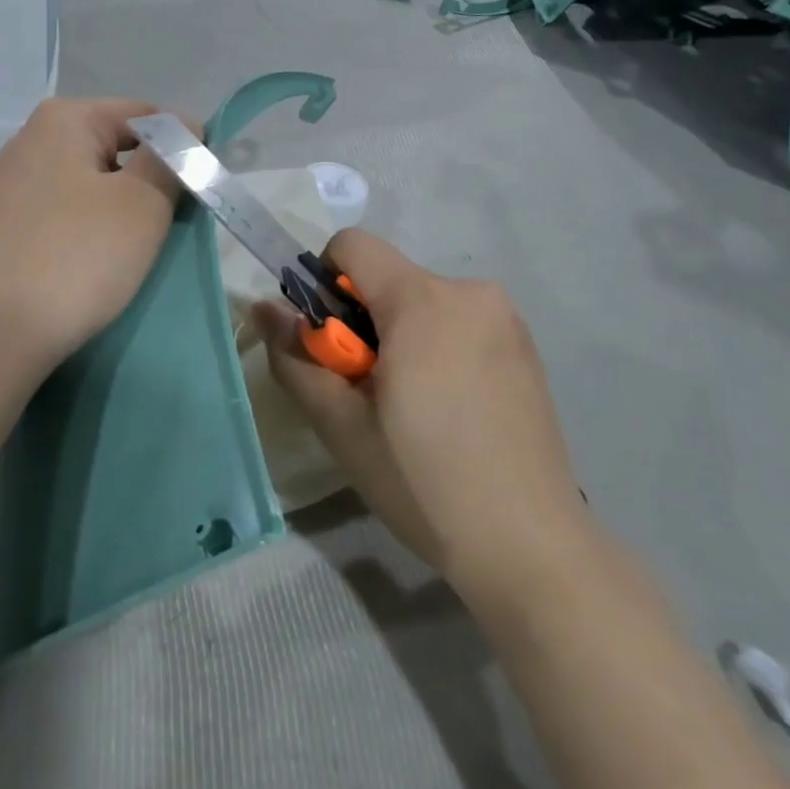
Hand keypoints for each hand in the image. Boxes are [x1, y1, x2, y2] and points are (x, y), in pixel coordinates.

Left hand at [0, 98, 183, 380]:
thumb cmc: (77, 256)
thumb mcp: (143, 202)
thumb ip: (172, 158)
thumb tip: (186, 128)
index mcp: (64, 119)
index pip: (145, 115)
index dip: (182, 146)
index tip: (200, 190)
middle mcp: (31, 141)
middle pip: (116, 148)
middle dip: (151, 180)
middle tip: (172, 224)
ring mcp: (13, 187)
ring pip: (92, 185)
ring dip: (123, 210)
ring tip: (137, 250)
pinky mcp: (6, 228)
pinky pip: (67, 215)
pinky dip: (91, 232)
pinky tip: (98, 264)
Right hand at [257, 229, 585, 602]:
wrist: (527, 543)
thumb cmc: (422, 480)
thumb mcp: (340, 424)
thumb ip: (295, 357)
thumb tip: (262, 308)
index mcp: (422, 300)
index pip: (354, 245)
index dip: (324, 283)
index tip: (330, 342)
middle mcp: (470, 291)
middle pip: (389, 279)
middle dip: (363, 321)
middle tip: (367, 392)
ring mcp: (506, 319)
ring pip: (425, 303)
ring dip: (402, 337)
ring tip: (411, 410)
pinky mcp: (527, 348)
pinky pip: (461, 324)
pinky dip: (438, 349)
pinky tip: (449, 413)